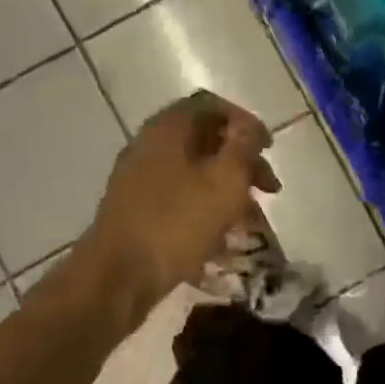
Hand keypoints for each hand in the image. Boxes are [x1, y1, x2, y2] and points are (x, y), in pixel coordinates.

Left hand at [79, 91, 280, 323]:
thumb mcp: (225, 181)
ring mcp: (138, 176)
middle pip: (205, 139)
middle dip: (241, 161)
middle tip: (269, 188)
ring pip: (194, 171)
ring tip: (251, 219)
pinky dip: (204, 206)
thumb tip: (250, 126)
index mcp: (169, 127)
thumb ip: (243, 147)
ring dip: (226, 187)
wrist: (115, 278)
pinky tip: (222, 237)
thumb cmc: (176, 223)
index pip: (212, 105)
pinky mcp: (134, 208)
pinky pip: (178, 195)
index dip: (245, 122)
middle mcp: (150, 143)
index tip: (268, 148)